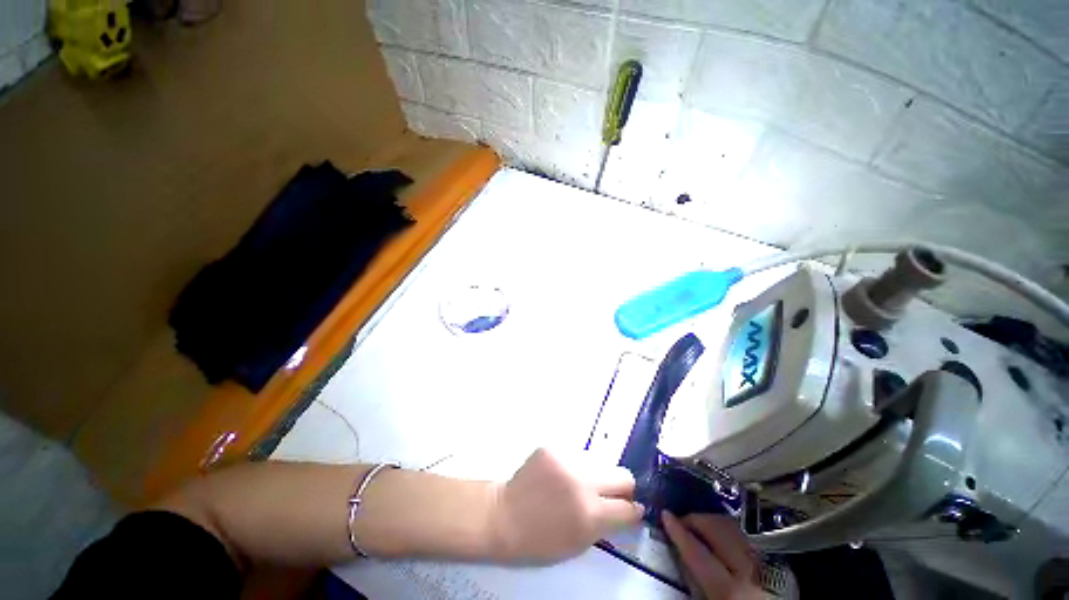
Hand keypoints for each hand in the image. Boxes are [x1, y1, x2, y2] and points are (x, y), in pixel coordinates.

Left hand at [489, 448, 642, 563]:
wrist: (504, 516)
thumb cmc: (540, 540)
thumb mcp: (579, 543)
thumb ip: (606, 524)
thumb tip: (627, 509)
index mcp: (590, 514)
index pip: (629, 507)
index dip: (633, 510)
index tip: (631, 509)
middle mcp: (582, 481)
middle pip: (623, 474)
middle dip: (622, 487)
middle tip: (610, 494)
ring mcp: (566, 460)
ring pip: (599, 462)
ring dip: (595, 474)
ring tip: (578, 484)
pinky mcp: (553, 447)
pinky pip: (576, 455)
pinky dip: (574, 466)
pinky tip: (559, 476)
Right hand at [662, 512, 761, 599]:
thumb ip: (694, 581)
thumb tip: (678, 552)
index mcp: (730, 592)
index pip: (698, 553)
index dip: (679, 532)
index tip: (665, 516)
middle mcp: (751, 574)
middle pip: (719, 531)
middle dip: (696, 520)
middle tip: (680, 520)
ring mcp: (765, 566)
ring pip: (734, 529)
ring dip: (712, 523)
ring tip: (698, 526)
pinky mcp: (775, 563)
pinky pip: (746, 538)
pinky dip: (729, 531)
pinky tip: (720, 535)